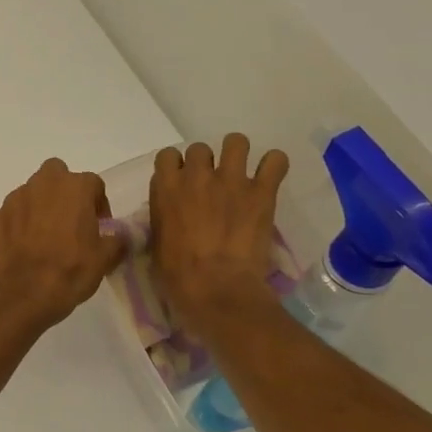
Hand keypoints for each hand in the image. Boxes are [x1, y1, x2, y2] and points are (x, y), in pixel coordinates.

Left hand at [0, 159, 125, 330]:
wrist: (23, 294)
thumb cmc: (70, 271)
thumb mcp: (105, 259)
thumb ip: (116, 240)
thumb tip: (118, 236)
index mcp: (73, 187)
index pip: (93, 184)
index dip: (98, 204)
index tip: (99, 227)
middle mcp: (41, 185)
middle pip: (55, 175)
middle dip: (63, 192)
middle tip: (69, 221)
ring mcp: (12, 200)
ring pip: (29, 194)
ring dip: (37, 208)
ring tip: (43, 239)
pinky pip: (8, 217)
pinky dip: (14, 227)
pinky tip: (20, 249)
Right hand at [149, 134, 290, 334]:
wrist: (216, 289)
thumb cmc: (177, 275)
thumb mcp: (156, 242)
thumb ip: (162, 217)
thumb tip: (170, 212)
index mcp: (167, 188)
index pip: (167, 155)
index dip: (175, 167)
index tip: (180, 182)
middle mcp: (197, 176)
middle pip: (199, 148)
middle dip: (204, 163)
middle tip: (211, 184)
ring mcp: (231, 181)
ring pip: (236, 142)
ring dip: (236, 154)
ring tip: (241, 173)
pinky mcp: (261, 192)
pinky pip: (275, 161)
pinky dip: (273, 166)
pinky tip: (270, 177)